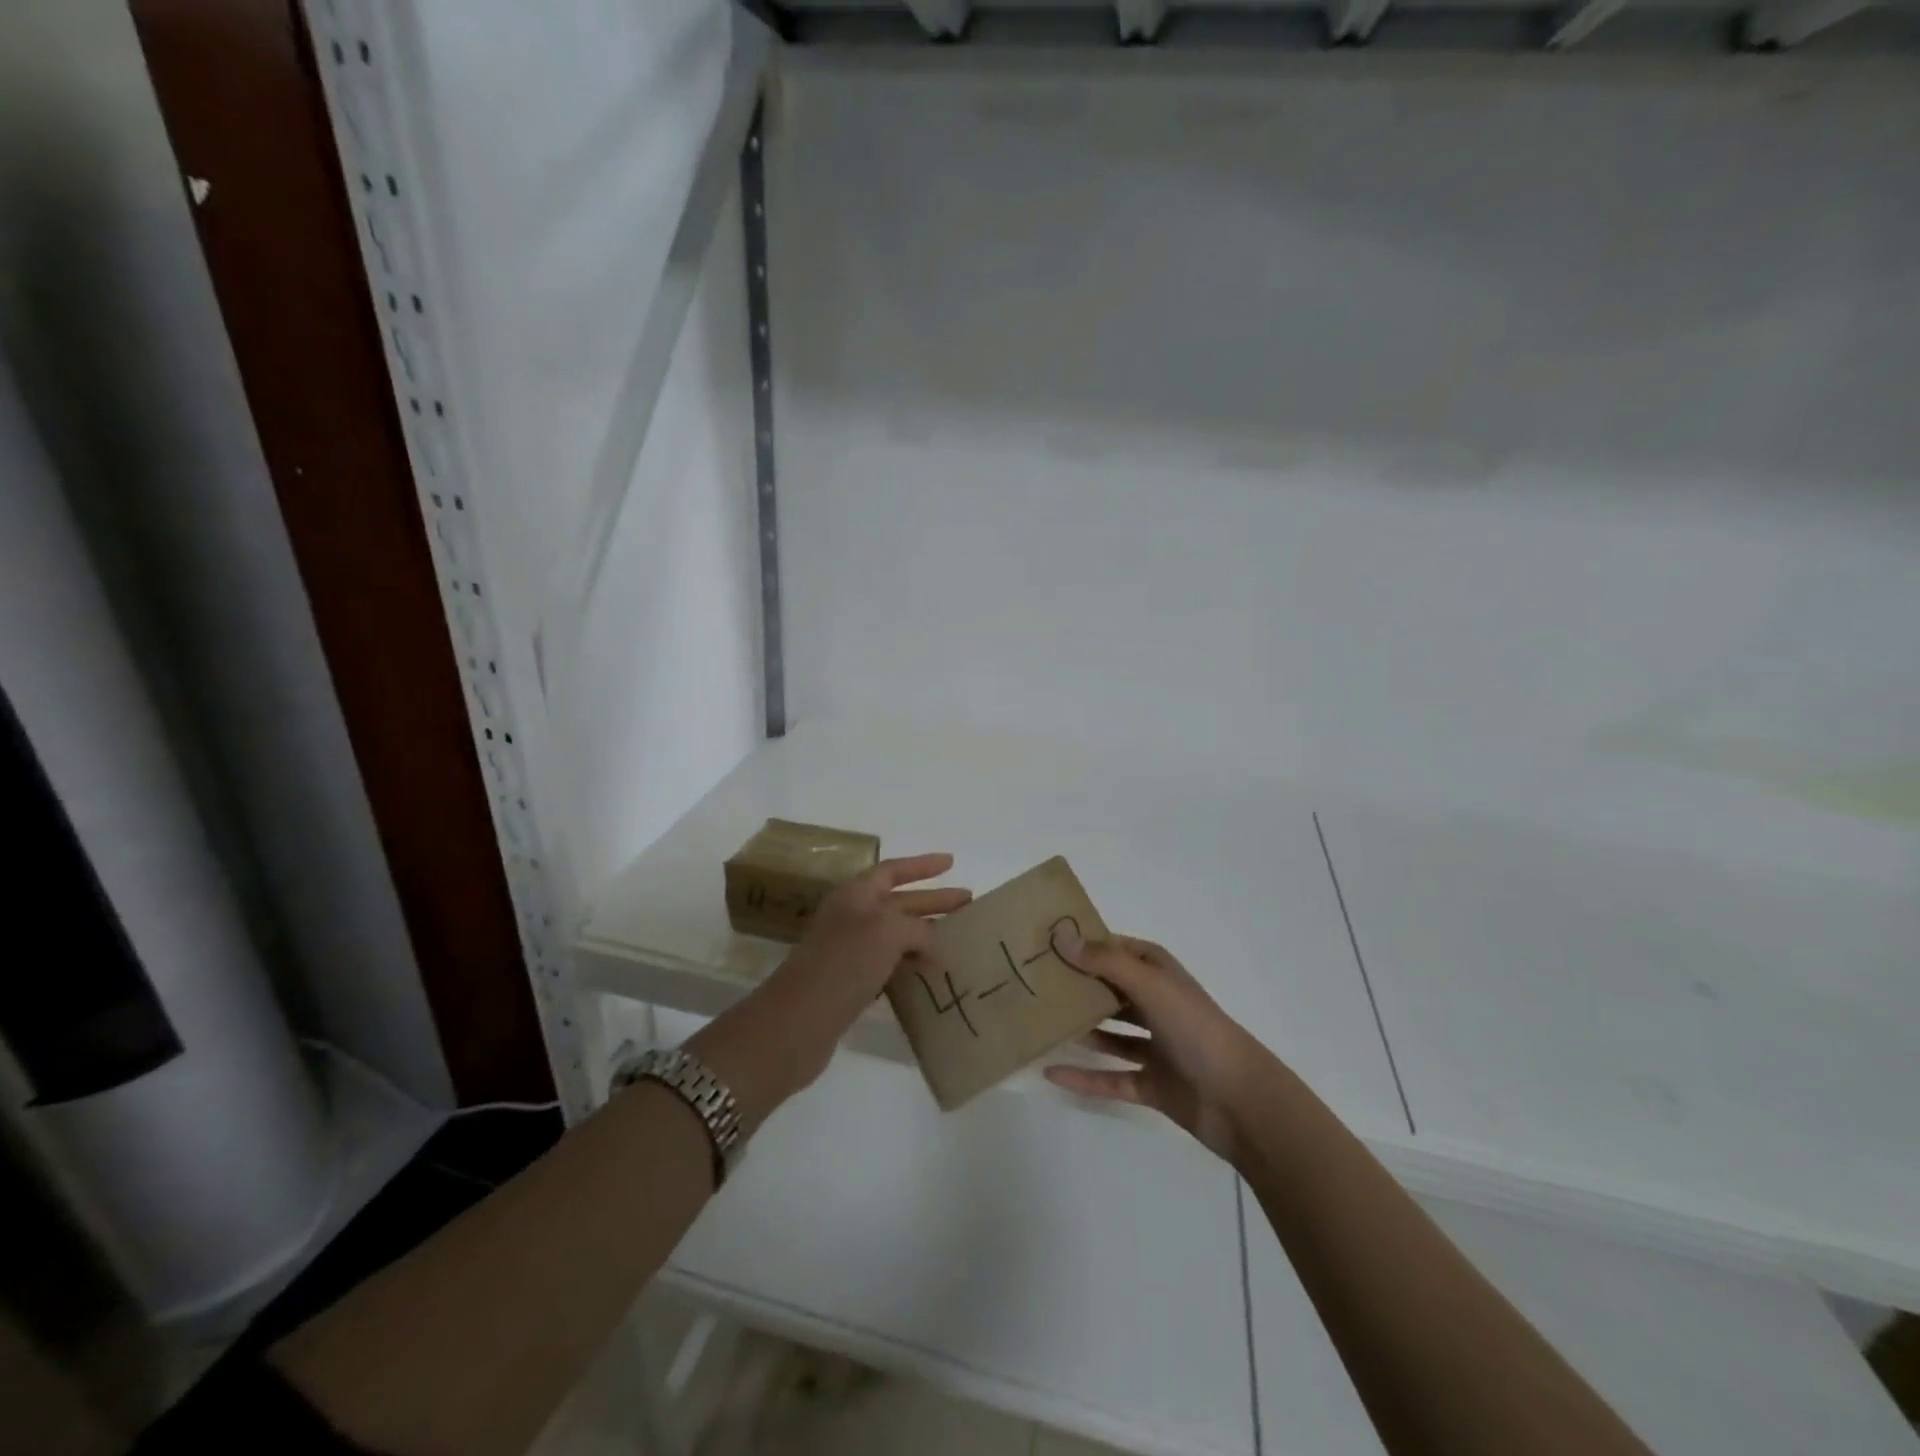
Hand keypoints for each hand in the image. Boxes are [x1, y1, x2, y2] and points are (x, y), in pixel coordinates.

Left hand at [739, 854, 971, 1094]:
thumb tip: (934, 945)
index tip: (951, 862)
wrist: (797, 1023)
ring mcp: (849, 951)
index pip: (893, 870)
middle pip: (899, 902)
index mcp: (855, 895)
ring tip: (958, 940)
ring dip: (925, 934)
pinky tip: (931, 972)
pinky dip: (911, 964)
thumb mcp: (887, 932)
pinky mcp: (850, 984)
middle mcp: (851, 917)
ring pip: (896, 935)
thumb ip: (917, 929)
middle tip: (968, 904)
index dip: (922, 865)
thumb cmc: (843, 964)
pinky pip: (889, 964)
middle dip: (933, 901)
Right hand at [1044, 928, 1273, 1163]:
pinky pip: (1109, 1077)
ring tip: (1037, 1023)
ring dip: (1079, 1028)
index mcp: (1158, 974)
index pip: (1114, 949)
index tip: (1043, 943)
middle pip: (1108, 990)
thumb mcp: (1151, 986)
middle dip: (1075, 986)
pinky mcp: (1151, 1083)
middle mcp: (1155, 1004)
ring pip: (1108, 1033)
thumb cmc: (1196, 1029)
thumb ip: (1105, 962)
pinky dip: (1083, 1076)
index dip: (1083, 944)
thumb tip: (1061, 936)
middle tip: (1030, 983)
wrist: (1241, 1101)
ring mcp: (1154, 1045)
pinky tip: (1050, 1073)